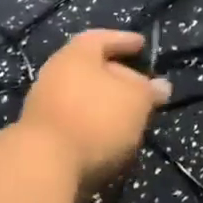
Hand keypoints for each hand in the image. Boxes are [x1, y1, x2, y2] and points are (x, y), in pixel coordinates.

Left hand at [19, 30, 170, 191]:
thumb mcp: (136, 101)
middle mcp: (55, 72)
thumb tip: (161, 86)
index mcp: (76, 54)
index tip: (141, 45)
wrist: (44, 165)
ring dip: (105, 104)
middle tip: (140, 88)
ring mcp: (44, 104)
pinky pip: (74, 119)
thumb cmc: (96, 118)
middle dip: (117, 76)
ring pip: (82, 96)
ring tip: (129, 116)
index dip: (124, 40)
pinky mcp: (41, 134)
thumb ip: (149, 91)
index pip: (102, 37)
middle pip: (90, 68)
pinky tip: (110, 138)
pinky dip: (93, 123)